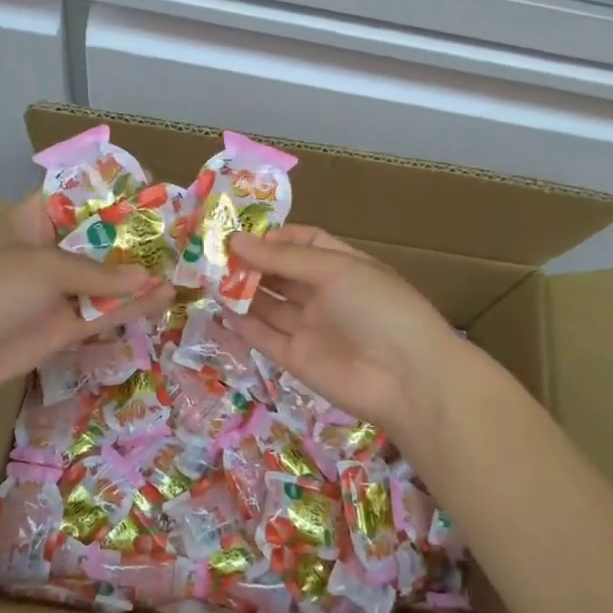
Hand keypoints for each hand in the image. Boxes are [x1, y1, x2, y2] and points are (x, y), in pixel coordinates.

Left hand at [0, 195, 173, 398]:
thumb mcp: (45, 266)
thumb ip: (99, 274)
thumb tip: (148, 278)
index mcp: (34, 221)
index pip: (79, 197)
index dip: (114, 193)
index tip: (154, 189)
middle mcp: (48, 253)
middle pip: (99, 241)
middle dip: (136, 240)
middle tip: (181, 235)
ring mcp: (55, 293)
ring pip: (106, 281)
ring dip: (139, 278)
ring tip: (182, 269)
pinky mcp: (61, 328)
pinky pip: (101, 315)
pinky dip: (129, 309)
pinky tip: (161, 300)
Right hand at [227, 227, 463, 443]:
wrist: (406, 379)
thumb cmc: (378, 308)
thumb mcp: (336, 270)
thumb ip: (284, 259)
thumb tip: (236, 240)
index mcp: (343, 266)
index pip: (304, 244)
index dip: (274, 238)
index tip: (240, 233)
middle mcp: (325, 295)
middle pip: (282, 274)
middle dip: (251, 263)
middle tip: (213, 254)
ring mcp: (310, 328)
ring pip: (269, 304)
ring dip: (241, 290)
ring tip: (206, 277)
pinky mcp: (295, 359)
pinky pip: (264, 336)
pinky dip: (241, 324)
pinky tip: (217, 309)